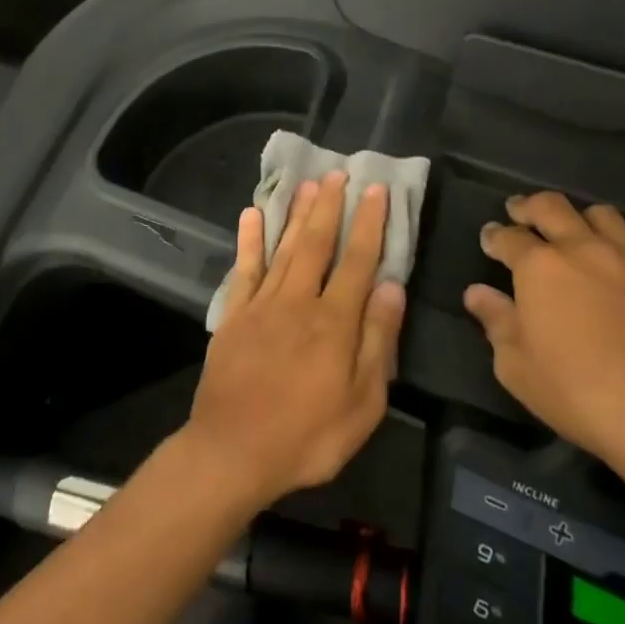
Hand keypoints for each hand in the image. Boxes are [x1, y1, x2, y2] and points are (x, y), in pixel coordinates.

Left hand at [187, 172, 406, 507]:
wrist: (233, 451)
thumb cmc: (307, 436)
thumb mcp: (362, 403)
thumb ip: (377, 340)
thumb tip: (391, 286)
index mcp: (334, 322)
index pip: (358, 260)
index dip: (369, 223)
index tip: (376, 190)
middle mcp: (298, 301)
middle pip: (317, 243)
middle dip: (330, 206)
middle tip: (339, 173)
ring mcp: (262, 304)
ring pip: (284, 247)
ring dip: (297, 213)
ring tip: (308, 183)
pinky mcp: (234, 315)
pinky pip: (245, 268)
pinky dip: (250, 240)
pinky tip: (253, 214)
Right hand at [463, 193, 624, 483]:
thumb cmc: (575, 391)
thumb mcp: (516, 365)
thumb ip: (496, 321)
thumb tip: (478, 293)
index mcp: (539, 266)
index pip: (508, 236)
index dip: (494, 235)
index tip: (489, 239)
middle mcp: (583, 250)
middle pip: (552, 207)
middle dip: (530, 206)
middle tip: (519, 212)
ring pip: (601, 216)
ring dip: (579, 218)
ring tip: (572, 233)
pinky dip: (616, 253)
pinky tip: (616, 278)